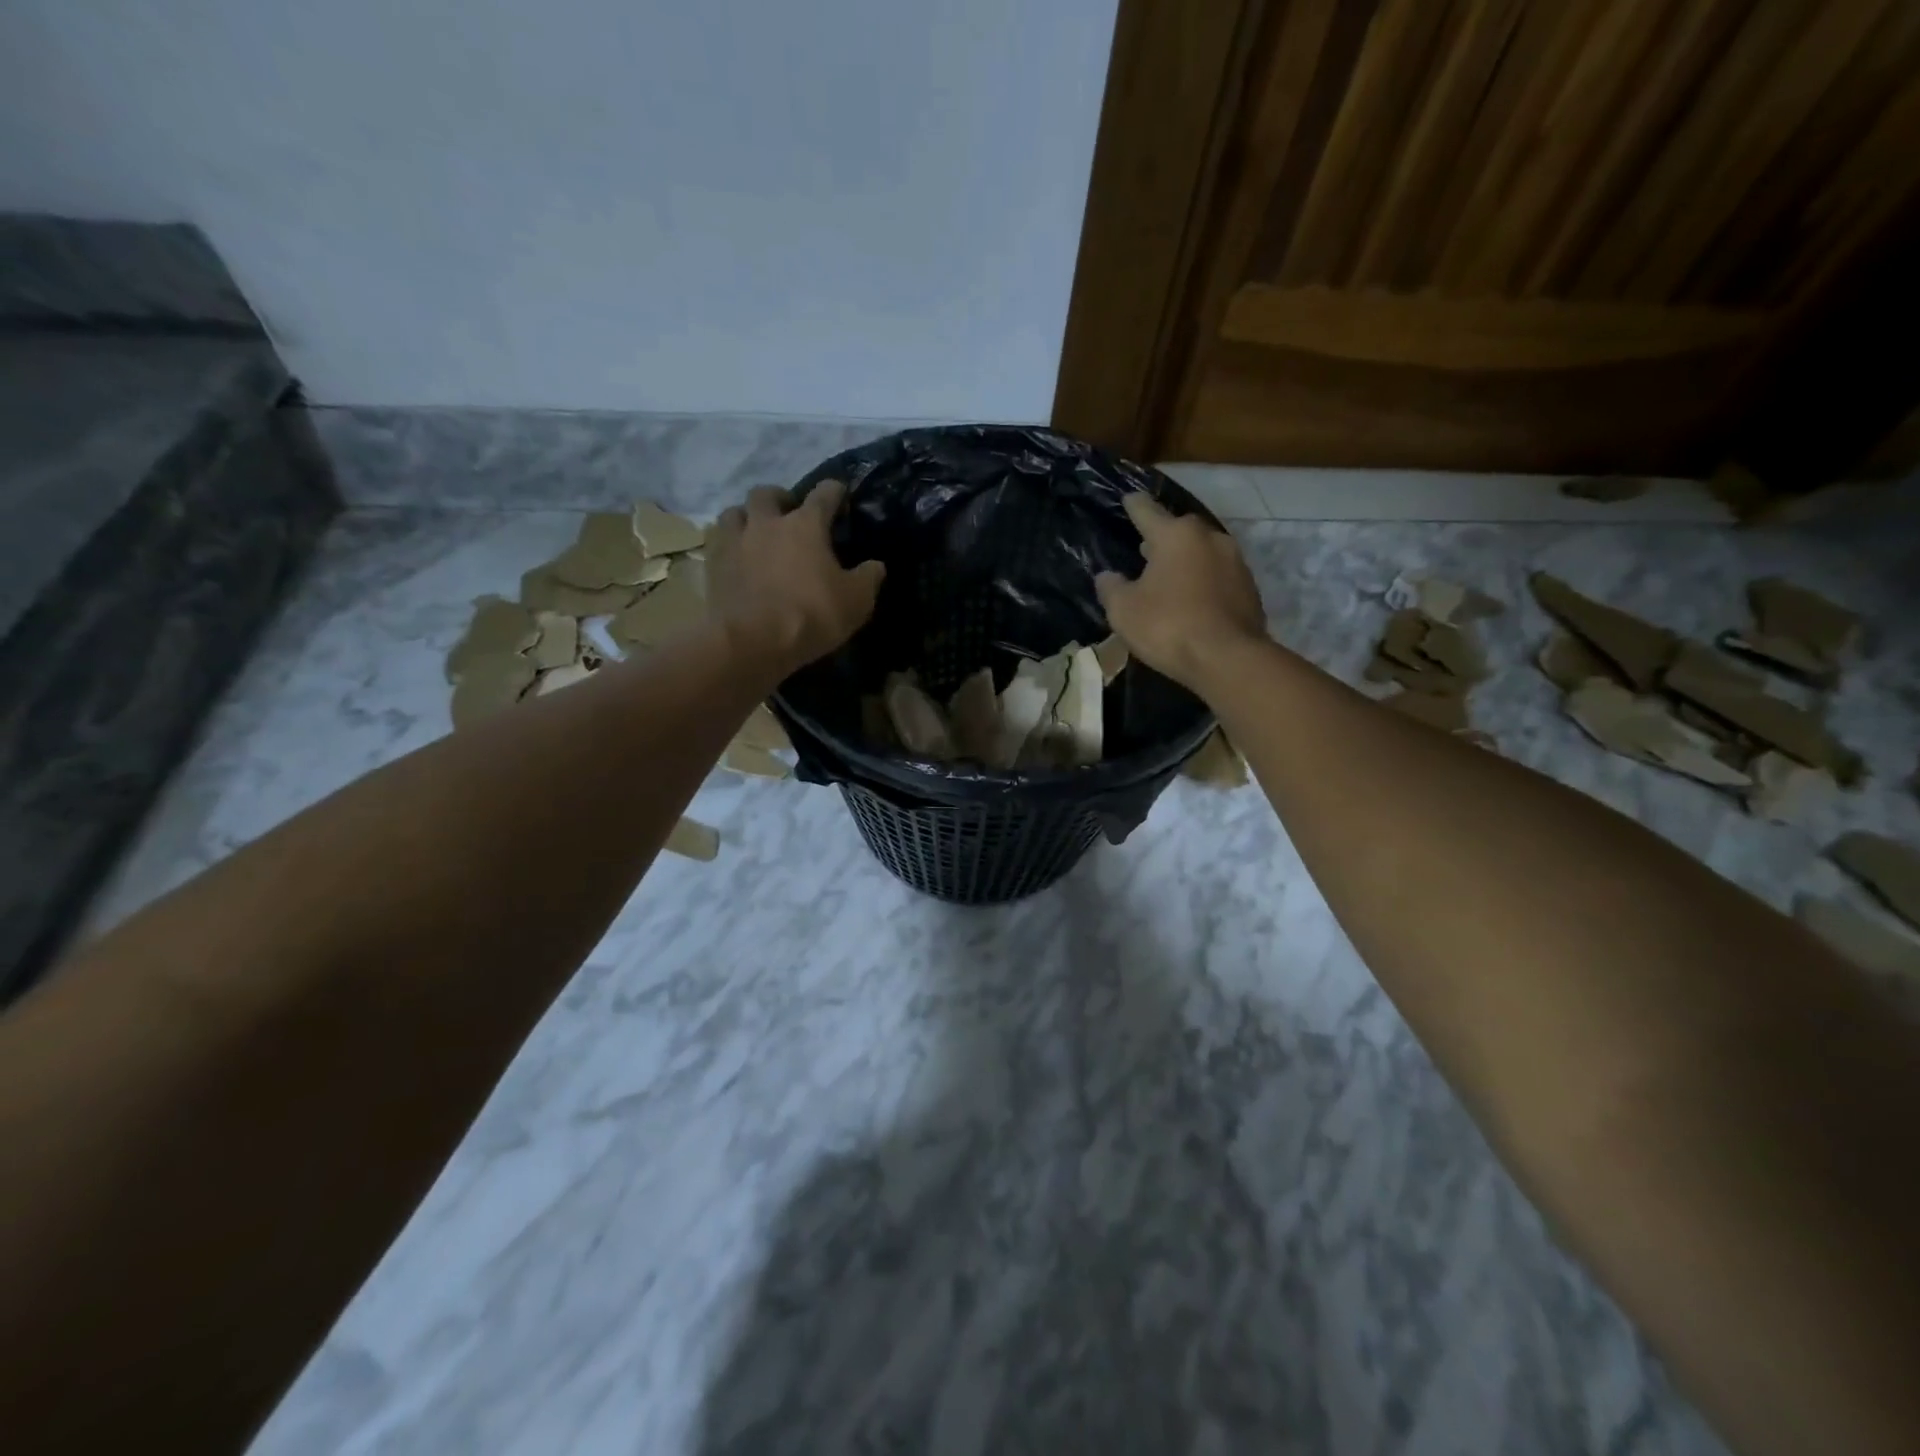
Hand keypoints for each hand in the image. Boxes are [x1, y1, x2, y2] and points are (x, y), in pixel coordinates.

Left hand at [707, 481, 884, 675]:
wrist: (753, 642)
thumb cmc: (812, 615)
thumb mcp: (856, 601)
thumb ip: (868, 578)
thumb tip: (875, 565)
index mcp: (805, 524)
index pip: (824, 494)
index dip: (835, 491)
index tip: (840, 494)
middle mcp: (767, 523)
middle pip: (767, 494)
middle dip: (780, 498)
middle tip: (789, 514)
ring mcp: (734, 542)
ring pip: (734, 512)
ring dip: (747, 517)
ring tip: (756, 533)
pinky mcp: (712, 566)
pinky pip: (718, 543)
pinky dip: (729, 545)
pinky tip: (737, 559)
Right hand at [1095, 493, 1267, 692]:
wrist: (1227, 658)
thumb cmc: (1168, 626)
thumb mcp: (1123, 610)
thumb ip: (1112, 588)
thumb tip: (1108, 576)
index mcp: (1176, 535)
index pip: (1147, 511)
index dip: (1134, 507)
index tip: (1129, 499)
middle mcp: (1210, 538)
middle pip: (1180, 531)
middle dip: (1163, 538)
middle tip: (1145, 549)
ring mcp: (1235, 562)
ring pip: (1202, 554)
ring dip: (1186, 562)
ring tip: (1169, 578)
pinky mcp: (1250, 589)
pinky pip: (1218, 578)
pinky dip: (1203, 584)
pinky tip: (1192, 600)